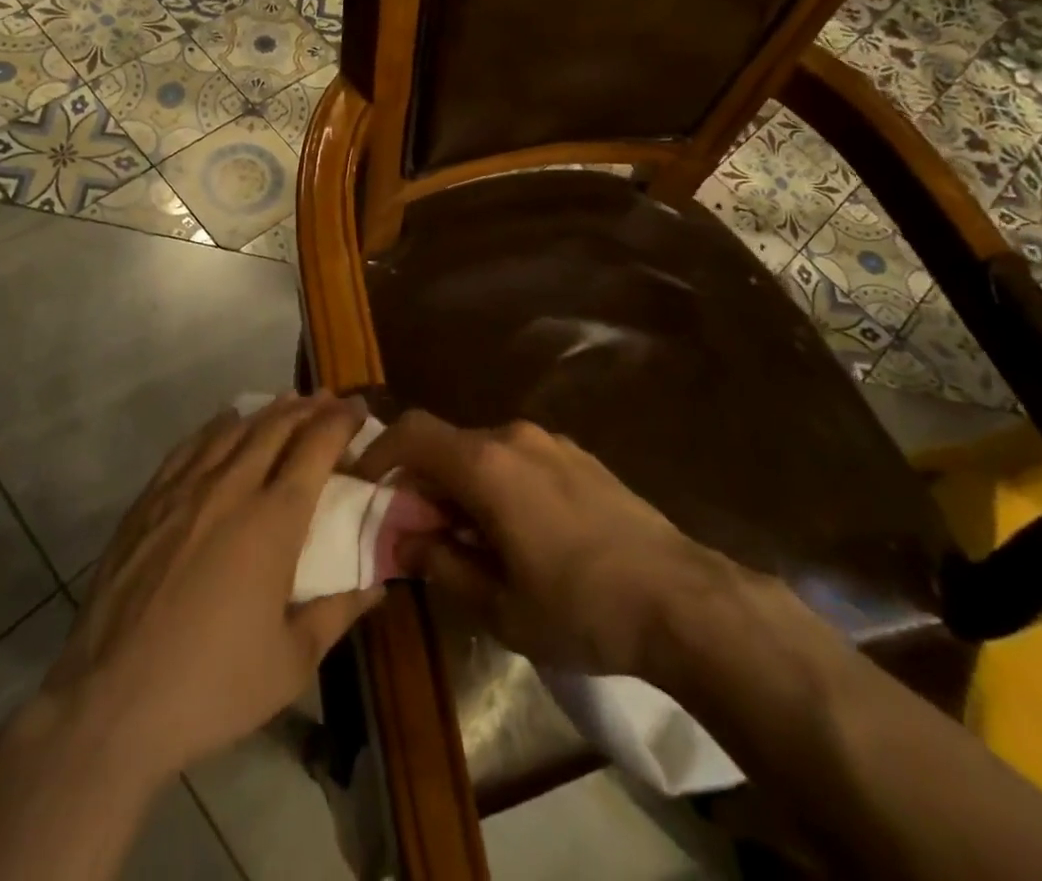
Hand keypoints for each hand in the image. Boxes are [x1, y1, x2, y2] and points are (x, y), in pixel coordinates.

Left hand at [45, 395, 381, 781]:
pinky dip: (218, 427)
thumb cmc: (212, 686)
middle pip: (277, 427)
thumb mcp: (292, 663)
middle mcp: (232, 488)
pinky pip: (190, 446)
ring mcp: (184, 490)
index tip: (360, 410)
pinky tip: (226, 425)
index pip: (317, 446)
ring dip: (267, 412)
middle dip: (309, 407)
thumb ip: (339, 613)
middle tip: (329, 401)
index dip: (342, 421)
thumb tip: (378, 584)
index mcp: (274, 519)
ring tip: (288, 404)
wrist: (109, 705)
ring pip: (234, 429)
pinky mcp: (148, 501)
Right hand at [354, 411, 725, 678]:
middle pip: (446, 443)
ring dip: (459, 485)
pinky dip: (494, 483)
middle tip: (413, 532)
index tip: (362, 487)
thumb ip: (442, 565)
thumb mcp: (500, 605)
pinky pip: (516, 458)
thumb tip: (403, 542)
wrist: (680, 597)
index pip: (412, 434)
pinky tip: (513, 531)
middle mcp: (513, 437)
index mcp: (486, 465)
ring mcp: (549, 442)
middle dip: (420, 481)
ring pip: (482, 452)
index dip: (379, 454)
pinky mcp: (576, 455)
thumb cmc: (581, 607)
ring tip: (465, 538)